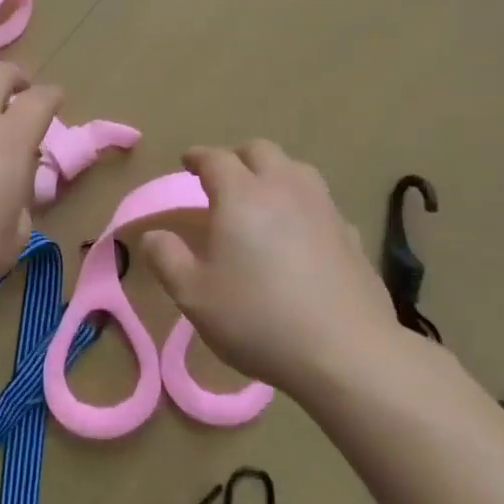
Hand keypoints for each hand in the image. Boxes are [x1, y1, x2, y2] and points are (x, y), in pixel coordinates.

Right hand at [139, 141, 405, 392]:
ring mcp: (323, 208)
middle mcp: (284, 188)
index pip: (215, 158)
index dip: (197, 157)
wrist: (344, 352)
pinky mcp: (350, 234)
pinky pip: (321, 203)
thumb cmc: (258, 319)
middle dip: (237, 157)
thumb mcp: (194, 295)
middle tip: (223, 178)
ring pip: (296, 169)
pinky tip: (300, 233)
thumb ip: (166, 258)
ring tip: (262, 198)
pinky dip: (302, 205)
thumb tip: (152, 235)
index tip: (186, 162)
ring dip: (274, 173)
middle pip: (260, 151)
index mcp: (241, 195)